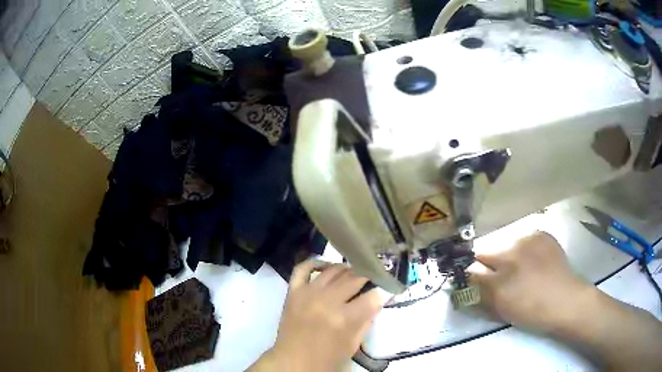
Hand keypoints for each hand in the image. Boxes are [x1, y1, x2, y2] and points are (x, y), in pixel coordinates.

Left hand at [253, 260, 383, 371]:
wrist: (292, 362)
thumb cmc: (326, 359)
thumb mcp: (353, 345)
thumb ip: (366, 321)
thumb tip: (376, 300)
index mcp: (344, 319)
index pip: (372, 297)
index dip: (382, 293)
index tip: (386, 290)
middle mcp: (327, 301)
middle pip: (354, 278)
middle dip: (368, 276)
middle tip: (374, 277)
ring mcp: (308, 293)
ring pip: (333, 269)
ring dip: (348, 269)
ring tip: (354, 274)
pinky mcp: (293, 291)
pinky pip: (302, 268)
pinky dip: (315, 263)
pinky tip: (327, 266)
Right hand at [467, 231, 593, 332]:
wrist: (565, 300)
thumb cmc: (532, 312)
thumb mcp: (502, 309)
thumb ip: (482, 294)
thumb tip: (469, 282)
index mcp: (499, 280)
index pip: (471, 270)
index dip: (470, 274)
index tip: (472, 278)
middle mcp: (510, 255)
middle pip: (485, 251)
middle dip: (486, 262)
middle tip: (497, 273)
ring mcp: (527, 241)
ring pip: (504, 243)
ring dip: (505, 254)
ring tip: (519, 266)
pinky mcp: (540, 234)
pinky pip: (523, 238)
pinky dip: (523, 248)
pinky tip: (532, 259)